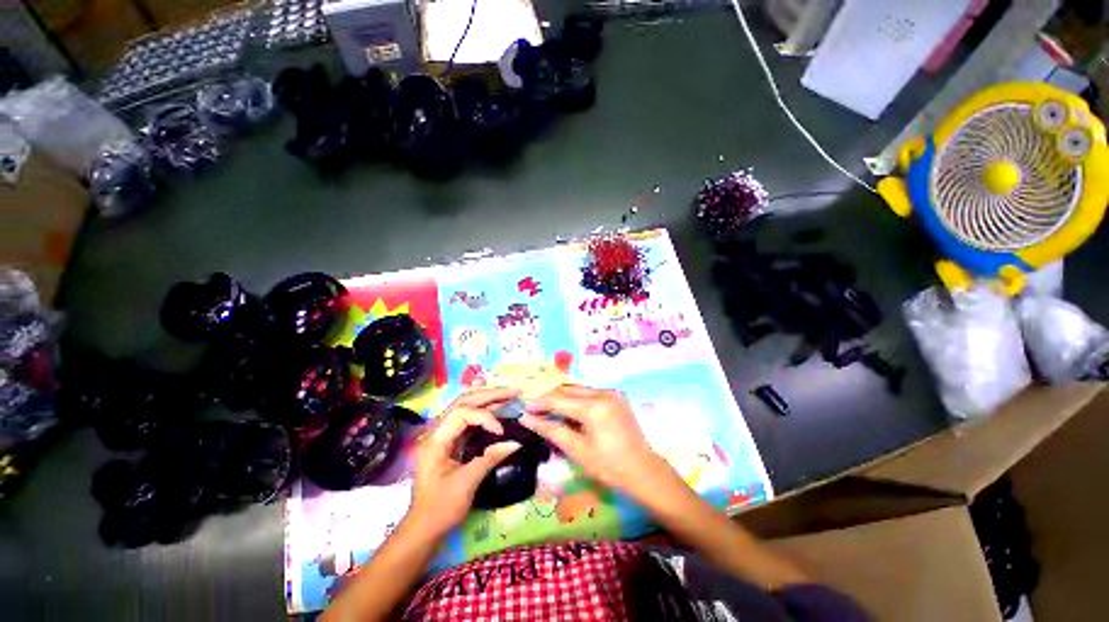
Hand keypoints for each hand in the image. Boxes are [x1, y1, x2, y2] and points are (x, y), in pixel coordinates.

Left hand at [407, 388, 521, 536]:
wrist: (423, 527)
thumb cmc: (441, 508)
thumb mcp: (467, 484)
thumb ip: (490, 458)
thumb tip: (516, 442)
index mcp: (435, 440)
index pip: (462, 413)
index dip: (485, 416)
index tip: (501, 431)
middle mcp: (435, 431)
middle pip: (464, 401)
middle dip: (490, 395)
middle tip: (514, 392)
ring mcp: (441, 433)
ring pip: (466, 406)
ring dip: (488, 399)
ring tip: (510, 396)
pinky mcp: (448, 439)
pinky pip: (467, 417)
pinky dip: (484, 411)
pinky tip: (499, 409)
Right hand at [520, 385, 666, 495]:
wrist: (643, 471)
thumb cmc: (609, 466)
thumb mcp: (577, 449)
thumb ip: (551, 430)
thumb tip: (527, 418)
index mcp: (594, 406)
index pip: (559, 399)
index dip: (540, 403)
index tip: (524, 407)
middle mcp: (603, 392)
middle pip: (569, 390)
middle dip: (550, 398)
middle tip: (535, 409)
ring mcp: (612, 393)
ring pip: (579, 390)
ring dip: (563, 398)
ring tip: (549, 410)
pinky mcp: (617, 396)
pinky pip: (590, 393)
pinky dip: (577, 400)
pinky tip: (569, 411)